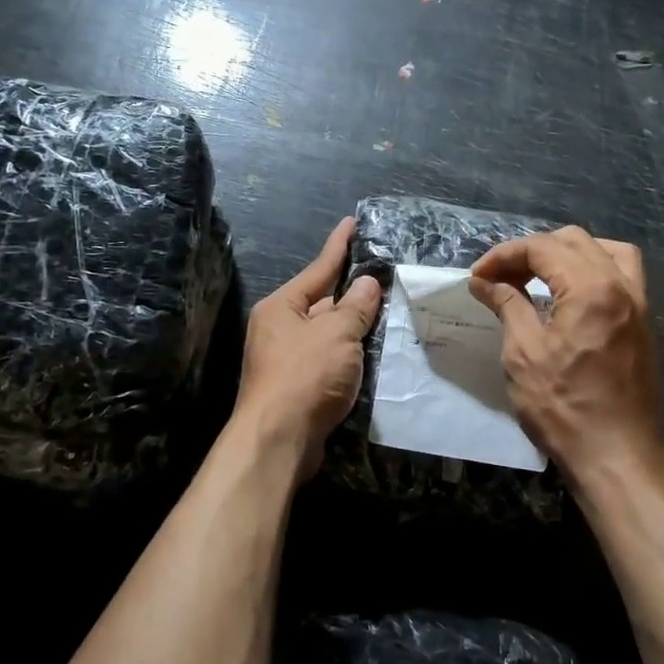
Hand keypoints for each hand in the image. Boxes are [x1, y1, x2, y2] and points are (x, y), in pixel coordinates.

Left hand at [233, 217, 383, 474]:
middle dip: (351, 292)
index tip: (352, 223)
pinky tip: (370, 353)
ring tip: (385, 310)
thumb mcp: (337, 334)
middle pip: (322, 302)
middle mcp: (278, 328)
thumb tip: (367, 283)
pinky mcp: (297, 387)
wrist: (278, 441)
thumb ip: (355, 307)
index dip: (339, 246)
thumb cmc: (305, 375)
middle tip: (383, 276)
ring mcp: (285, 359)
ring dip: (353, 326)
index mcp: (281, 307)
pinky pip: (328, 359)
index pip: (318, 269)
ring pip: (327, 333)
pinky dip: (348, 354)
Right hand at [468, 227, 663, 490]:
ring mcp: (639, 303)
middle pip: (574, 240)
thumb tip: (484, 281)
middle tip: (500, 277)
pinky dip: (592, 269)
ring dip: (567, 253)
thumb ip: (508, 305)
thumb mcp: (523, 354)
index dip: (504, 256)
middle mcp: (622, 284)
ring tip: (538, 275)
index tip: (477, 277)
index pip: (542, 247)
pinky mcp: (644, 322)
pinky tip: (569, 293)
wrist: (617, 458)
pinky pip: (622, 273)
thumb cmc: (563, 409)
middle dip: (532, 251)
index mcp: (591, 288)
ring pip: (604, 250)